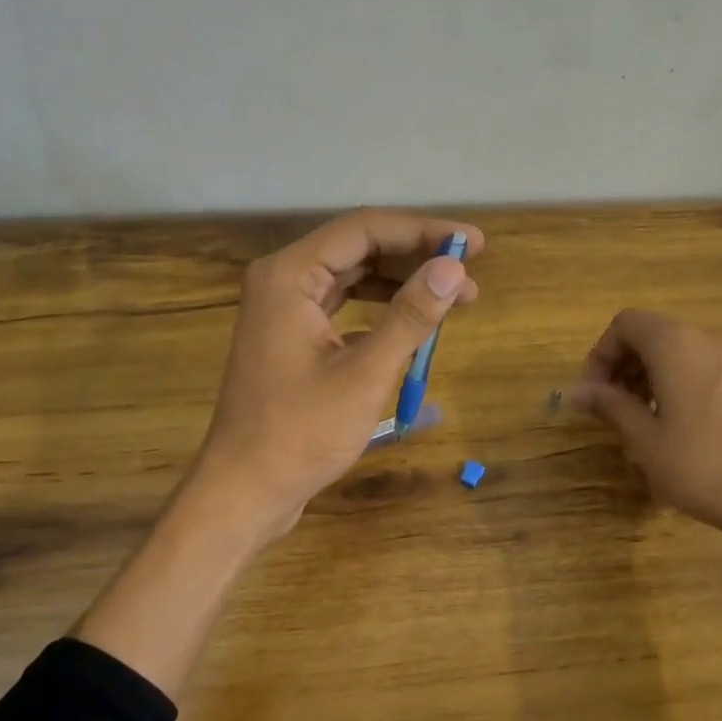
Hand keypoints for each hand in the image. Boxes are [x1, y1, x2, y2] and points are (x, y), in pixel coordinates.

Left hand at [189, 209, 483, 540]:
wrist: (245, 490)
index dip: (424, 231)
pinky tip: (413, 328)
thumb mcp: (364, 374)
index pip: (365, 229)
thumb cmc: (301, 434)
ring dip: (402, 285)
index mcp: (290, 276)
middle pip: (359, 249)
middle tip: (471, 274)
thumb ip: (410, 316)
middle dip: (416, 258)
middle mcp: (283, 282)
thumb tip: (455, 268)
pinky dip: (380, 312)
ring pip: (352, 279)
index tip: (475, 244)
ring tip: (455, 299)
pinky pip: (343, 309)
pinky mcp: (292, 340)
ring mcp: (285, 312)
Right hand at [569, 310, 721, 580]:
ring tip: (637, 422)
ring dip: (646, 377)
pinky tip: (672, 428)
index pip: (626, 324)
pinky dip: (674, 385)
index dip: (600, 354)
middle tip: (609, 409)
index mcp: (676, 346)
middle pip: (651, 335)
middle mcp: (706, 340)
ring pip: (675, 353)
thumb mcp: (645, 440)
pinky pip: (699, 369)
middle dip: (621, 366)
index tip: (592, 395)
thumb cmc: (703, 466)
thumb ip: (610, 406)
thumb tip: (575, 391)